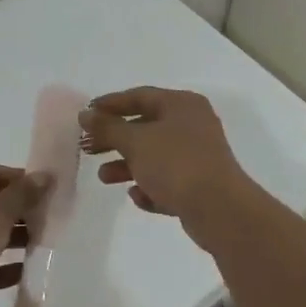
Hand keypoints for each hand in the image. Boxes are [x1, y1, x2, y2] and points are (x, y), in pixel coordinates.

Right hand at [78, 87, 257, 243]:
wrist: (220, 210)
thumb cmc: (176, 164)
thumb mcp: (136, 141)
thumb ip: (108, 127)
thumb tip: (85, 114)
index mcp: (182, 105)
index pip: (140, 96)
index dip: (110, 104)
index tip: (85, 115)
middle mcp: (192, 125)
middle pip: (145, 127)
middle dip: (115, 138)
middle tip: (87, 148)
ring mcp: (198, 156)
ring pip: (154, 156)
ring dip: (127, 166)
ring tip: (104, 178)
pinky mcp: (200, 185)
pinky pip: (168, 182)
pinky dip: (150, 187)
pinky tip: (137, 197)